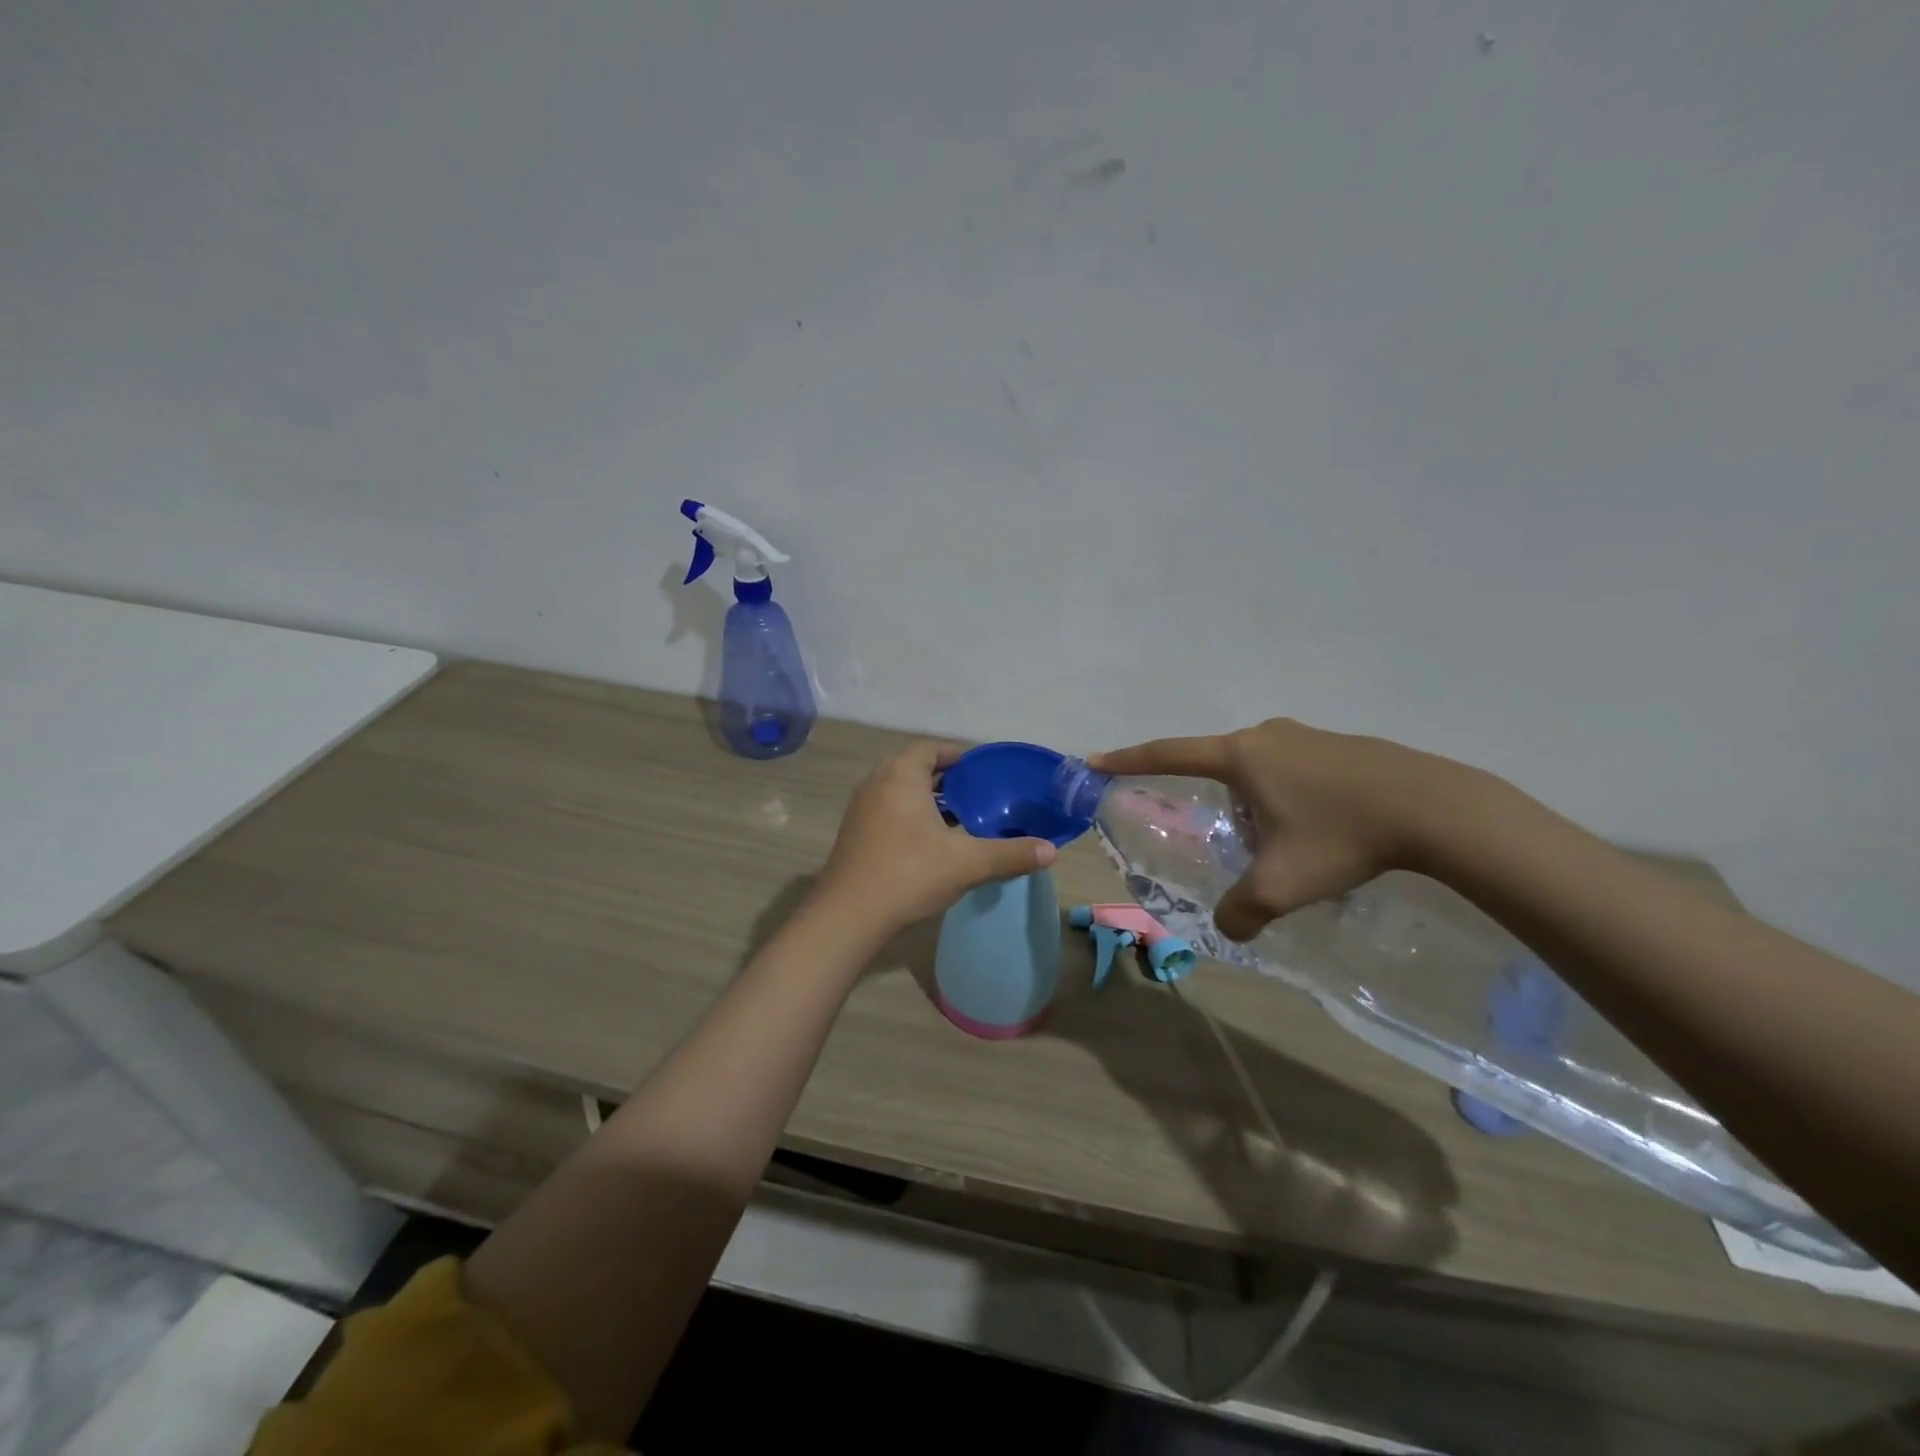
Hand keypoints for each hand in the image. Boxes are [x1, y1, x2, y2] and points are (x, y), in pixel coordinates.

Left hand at [819, 741, 1057, 933]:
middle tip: (973, 793)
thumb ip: (1011, 854)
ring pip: (897, 790)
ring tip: (956, 817)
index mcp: (901, 776)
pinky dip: (907, 815)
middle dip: (942, 777)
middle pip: (912, 767)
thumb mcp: (968, 863)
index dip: (955, 754)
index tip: (979, 769)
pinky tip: (928, 842)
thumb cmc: (909, 874)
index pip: (929, 749)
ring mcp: (860, 809)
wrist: (849, 915)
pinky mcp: (853, 834)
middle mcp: (877, 784)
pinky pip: (886, 810)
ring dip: (924, 798)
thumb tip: (1051, 851)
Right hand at [1092, 719, 1489, 941]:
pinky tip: (1316, 827)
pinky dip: (1287, 795)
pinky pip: (1293, 767)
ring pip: (1258, 767)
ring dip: (1253, 799)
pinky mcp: (1340, 745)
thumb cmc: (1342, 836)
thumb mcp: (1282, 884)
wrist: (1436, 809)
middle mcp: (1266, 736)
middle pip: (1216, 762)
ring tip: (1276, 840)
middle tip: (1215, 830)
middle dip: (1209, 795)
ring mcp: (1306, 736)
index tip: (1096, 761)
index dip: (1128, 760)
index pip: (1168, 754)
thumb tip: (1228, 929)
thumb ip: (1242, 910)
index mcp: (1241, 755)